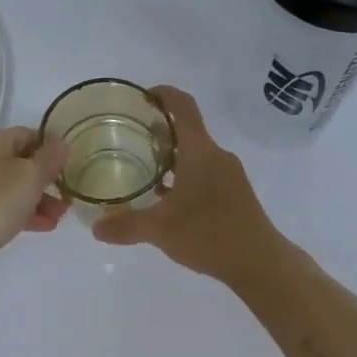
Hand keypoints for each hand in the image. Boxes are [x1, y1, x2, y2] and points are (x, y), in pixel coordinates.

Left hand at [0, 127, 69, 277]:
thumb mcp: (30, 176)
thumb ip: (50, 158)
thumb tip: (61, 143)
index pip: (30, 134)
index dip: (53, 149)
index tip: (72, 169)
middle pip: (21, 162)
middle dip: (48, 181)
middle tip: (67, 200)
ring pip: (11, 187)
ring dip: (38, 200)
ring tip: (57, 219)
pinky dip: (20, 213)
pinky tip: (39, 228)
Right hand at [91, 87, 282, 281]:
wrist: (259, 261)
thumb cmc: (209, 234)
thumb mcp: (160, 230)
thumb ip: (127, 225)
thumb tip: (96, 228)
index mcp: (200, 151)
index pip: (182, 106)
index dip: (162, 94)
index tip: (140, 97)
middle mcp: (217, 155)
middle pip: (187, 130)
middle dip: (159, 130)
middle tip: (129, 138)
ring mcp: (230, 174)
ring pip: (196, 154)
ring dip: (171, 156)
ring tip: (142, 169)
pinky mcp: (235, 193)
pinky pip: (205, 172)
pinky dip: (184, 175)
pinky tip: (167, 198)